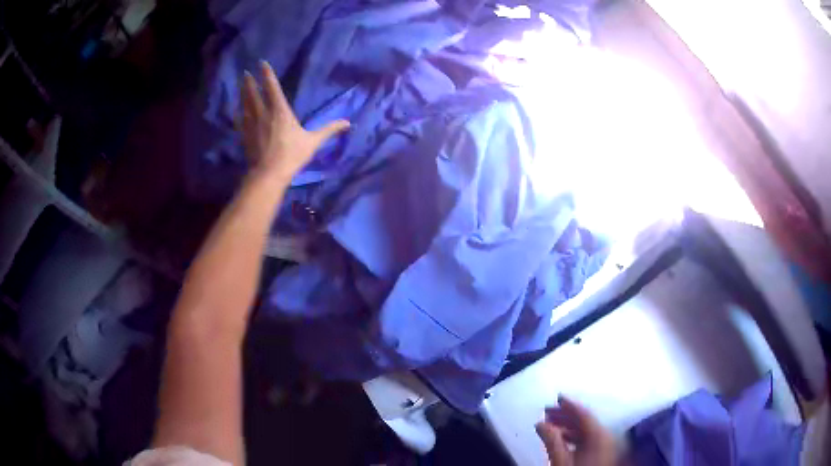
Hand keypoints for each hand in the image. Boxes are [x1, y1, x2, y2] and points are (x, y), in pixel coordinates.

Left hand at [239, 60, 349, 181]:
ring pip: (245, 104)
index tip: (261, 63)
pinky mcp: (245, 135)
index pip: (272, 87)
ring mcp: (252, 124)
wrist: (268, 174)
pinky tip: (236, 109)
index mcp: (280, 111)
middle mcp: (263, 113)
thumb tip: (348, 123)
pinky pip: (240, 119)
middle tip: (245, 73)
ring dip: (243, 93)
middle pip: (254, 93)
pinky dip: (238, 112)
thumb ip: (329, 130)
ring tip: (241, 85)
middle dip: (249, 82)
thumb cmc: (291, 156)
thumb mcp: (313, 142)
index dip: (266, 74)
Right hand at [535, 395, 618, 465]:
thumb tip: (540, 423)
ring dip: (568, 426)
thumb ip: (552, 441)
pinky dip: (574, 436)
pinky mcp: (603, 453)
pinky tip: (562, 439)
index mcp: (598, 435)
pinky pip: (588, 439)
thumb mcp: (561, 461)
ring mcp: (605, 445)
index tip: (556, 397)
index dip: (569, 404)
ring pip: (586, 430)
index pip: (583, 414)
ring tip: (551, 425)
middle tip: (547, 411)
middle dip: (565, 415)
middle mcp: (605, 436)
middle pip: (585, 421)